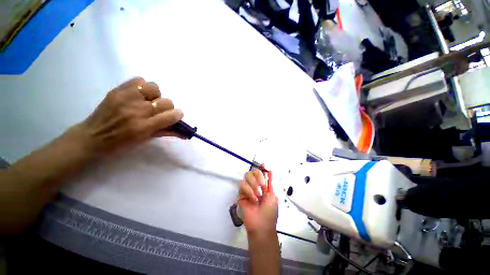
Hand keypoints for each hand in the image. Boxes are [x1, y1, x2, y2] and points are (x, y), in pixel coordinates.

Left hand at [77, 77, 183, 154]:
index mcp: (144, 127)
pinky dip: (142, 86)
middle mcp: (136, 111)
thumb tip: (185, 133)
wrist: (92, 137)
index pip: (171, 116)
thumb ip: (167, 133)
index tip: (177, 116)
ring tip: (148, 101)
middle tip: (159, 112)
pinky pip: (139, 80)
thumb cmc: (122, 143)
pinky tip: (138, 95)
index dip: (178, 115)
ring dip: (155, 95)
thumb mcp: (146, 139)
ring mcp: (125, 98)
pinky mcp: (117, 90)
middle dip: (167, 107)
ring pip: (154, 88)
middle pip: (166, 102)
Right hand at [239, 167, 277, 237]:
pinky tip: (253, 199)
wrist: (261, 225)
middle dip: (259, 176)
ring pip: (247, 176)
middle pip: (254, 171)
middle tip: (263, 186)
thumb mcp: (273, 195)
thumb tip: (271, 171)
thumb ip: (271, 183)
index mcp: (264, 185)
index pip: (262, 172)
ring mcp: (248, 188)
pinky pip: (243, 185)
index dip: (263, 167)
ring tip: (258, 195)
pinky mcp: (241, 193)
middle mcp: (256, 184)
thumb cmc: (270, 211)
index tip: (264, 165)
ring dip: (254, 184)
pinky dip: (249, 190)